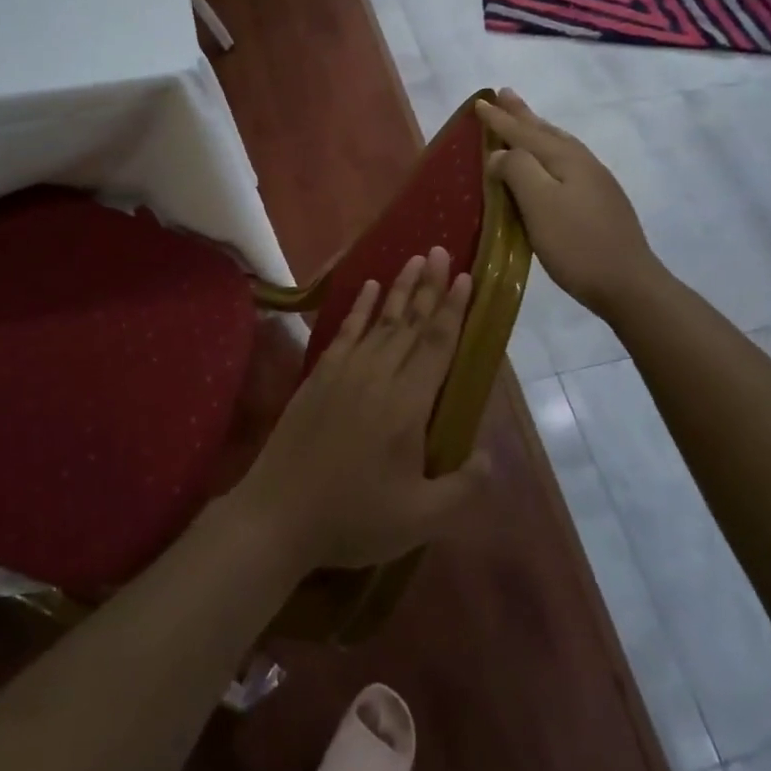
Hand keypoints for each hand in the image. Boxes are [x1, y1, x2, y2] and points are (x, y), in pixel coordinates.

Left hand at [229, 247, 484, 573]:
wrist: (279, 514)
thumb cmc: (354, 518)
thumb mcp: (420, 519)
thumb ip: (462, 488)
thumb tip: (491, 456)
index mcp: (407, 404)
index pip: (437, 345)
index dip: (453, 309)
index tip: (465, 276)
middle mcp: (378, 376)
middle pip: (410, 322)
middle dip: (429, 285)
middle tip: (440, 251)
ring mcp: (344, 371)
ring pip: (380, 320)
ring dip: (399, 288)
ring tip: (413, 258)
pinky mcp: (319, 376)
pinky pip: (344, 331)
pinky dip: (359, 308)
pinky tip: (368, 288)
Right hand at [476, 89, 662, 318]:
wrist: (629, 284)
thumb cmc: (577, 244)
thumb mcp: (539, 204)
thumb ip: (517, 171)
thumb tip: (500, 154)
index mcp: (565, 159)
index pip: (524, 132)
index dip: (500, 119)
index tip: (480, 101)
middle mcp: (582, 163)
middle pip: (545, 132)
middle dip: (522, 114)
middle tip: (506, 93)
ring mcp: (595, 183)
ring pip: (559, 145)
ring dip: (537, 129)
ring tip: (526, 119)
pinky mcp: (599, 203)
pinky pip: (566, 163)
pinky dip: (548, 152)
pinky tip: (550, 164)